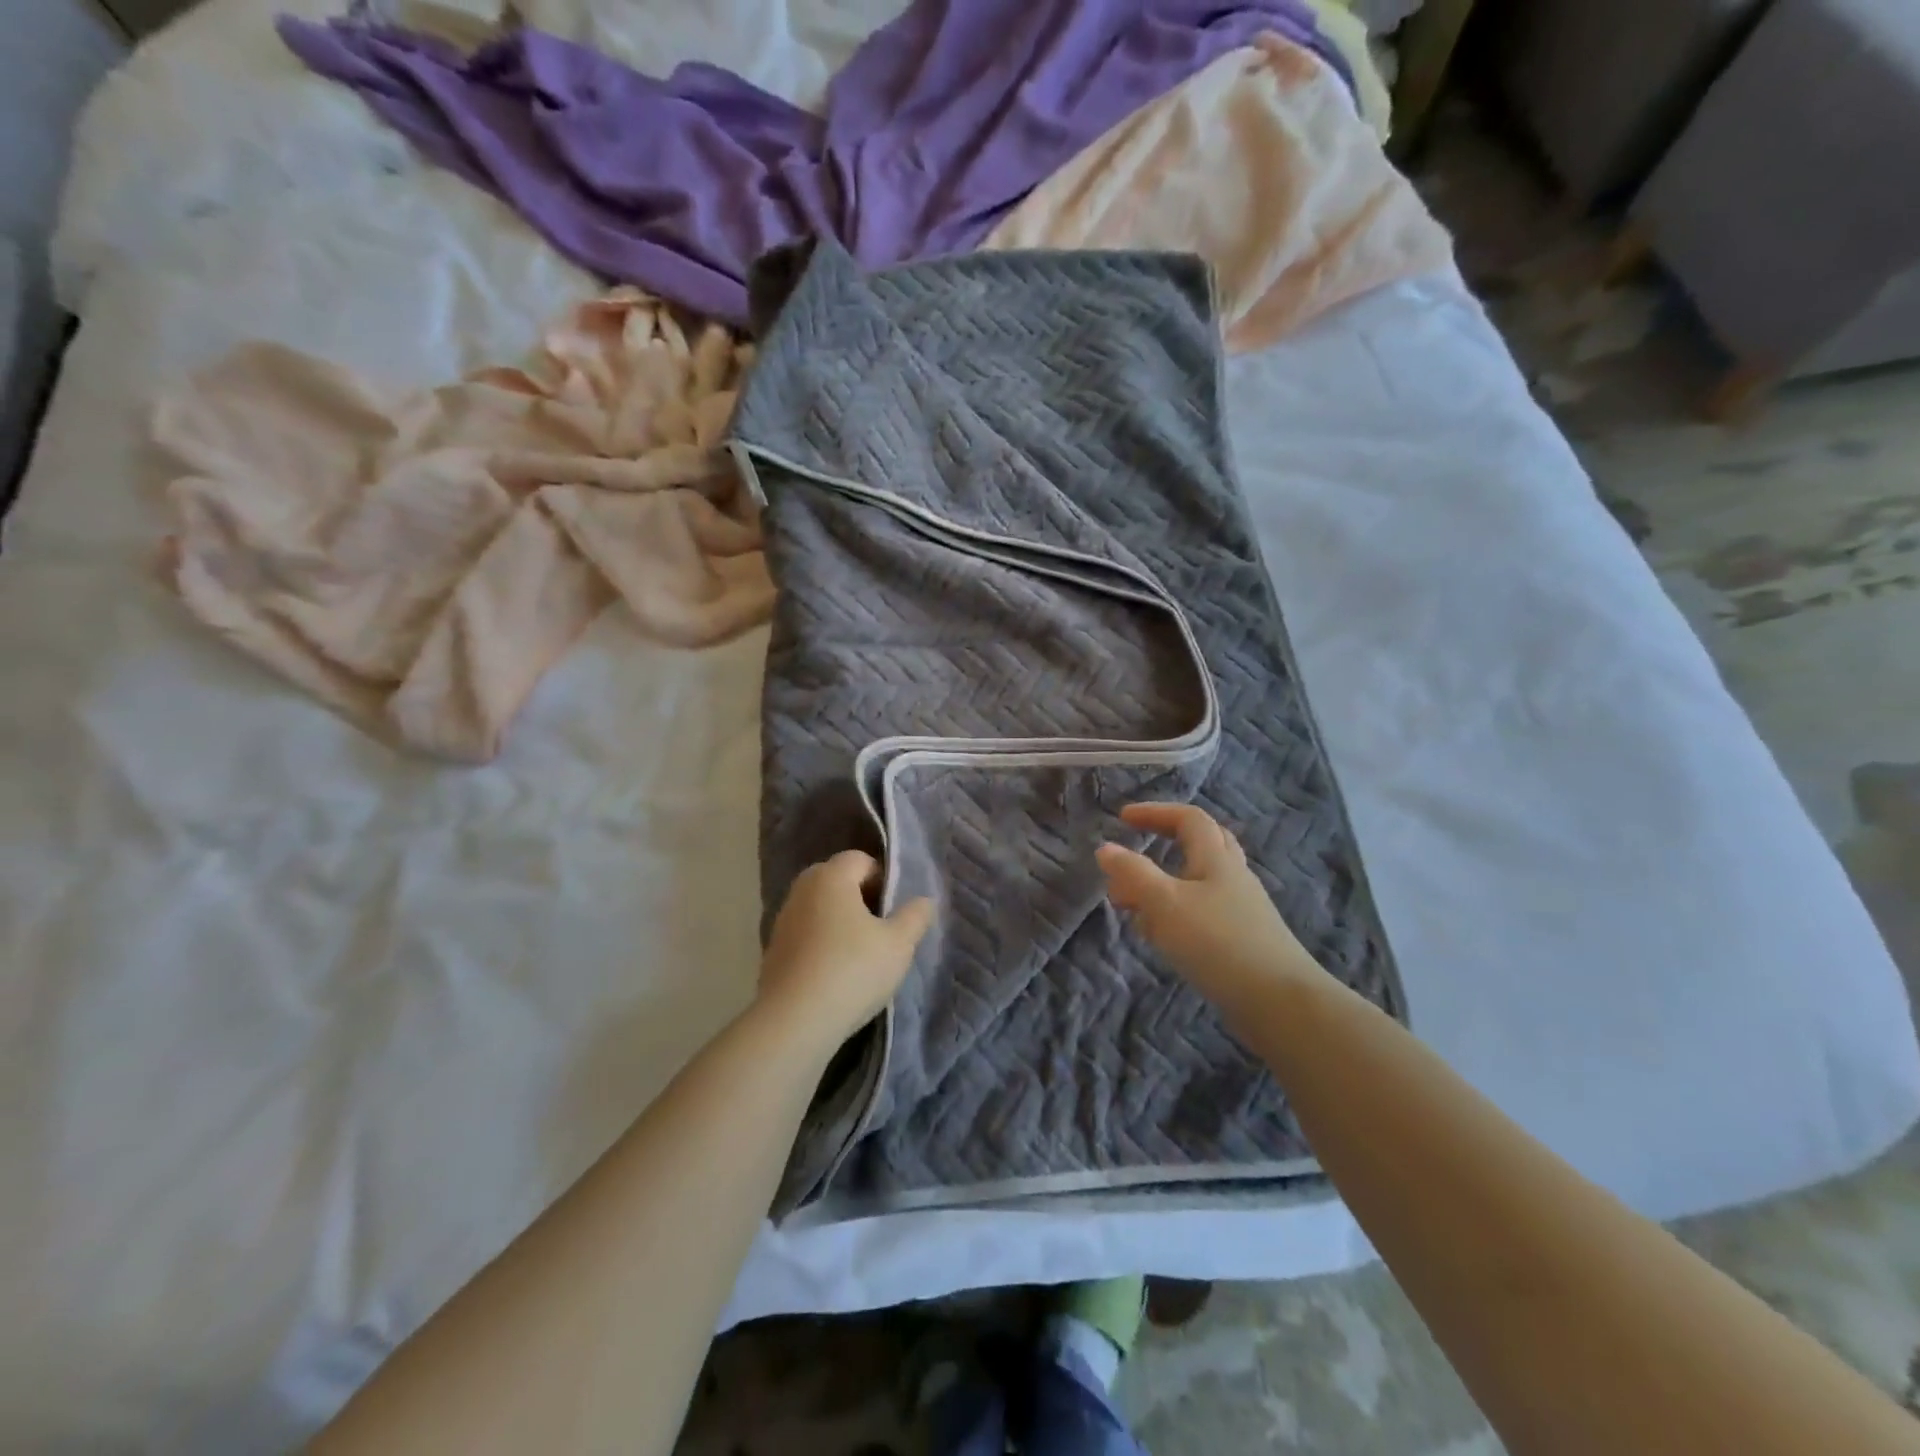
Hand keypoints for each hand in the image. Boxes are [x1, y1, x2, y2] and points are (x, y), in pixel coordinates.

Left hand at [759, 851, 934, 1047]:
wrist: (794, 1022)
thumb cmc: (852, 970)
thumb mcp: (898, 944)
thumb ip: (915, 917)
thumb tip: (924, 901)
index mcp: (830, 876)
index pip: (861, 860)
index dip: (884, 879)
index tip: (895, 911)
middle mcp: (802, 889)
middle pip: (838, 881)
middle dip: (862, 899)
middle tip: (883, 930)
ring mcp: (782, 920)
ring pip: (821, 908)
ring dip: (841, 923)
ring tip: (861, 956)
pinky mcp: (773, 950)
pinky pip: (806, 934)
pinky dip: (822, 944)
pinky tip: (836, 974)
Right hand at [1096, 802, 1320, 1019]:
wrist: (1279, 1002)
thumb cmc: (1217, 942)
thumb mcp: (1165, 903)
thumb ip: (1132, 874)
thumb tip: (1105, 848)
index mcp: (1216, 859)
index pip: (1188, 818)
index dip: (1155, 812)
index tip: (1122, 818)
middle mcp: (1232, 877)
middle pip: (1200, 845)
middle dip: (1163, 844)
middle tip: (1132, 859)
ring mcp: (1241, 910)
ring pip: (1196, 884)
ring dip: (1162, 887)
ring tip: (1133, 909)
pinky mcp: (1242, 940)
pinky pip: (1200, 914)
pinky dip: (1174, 916)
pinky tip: (1161, 939)